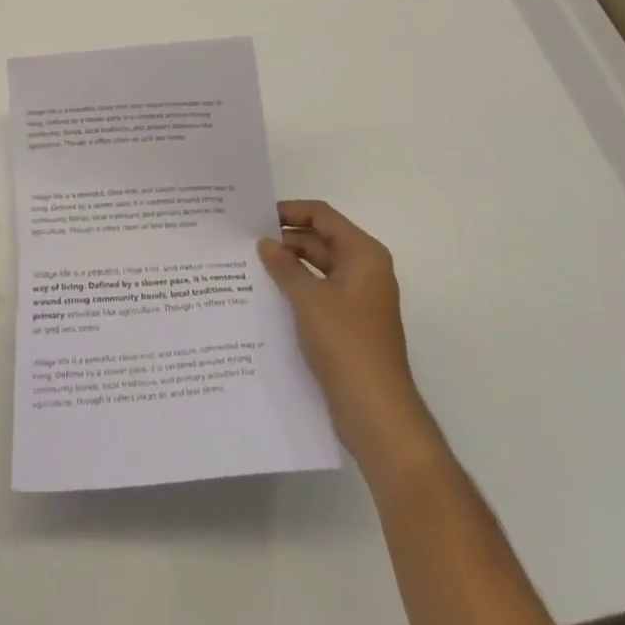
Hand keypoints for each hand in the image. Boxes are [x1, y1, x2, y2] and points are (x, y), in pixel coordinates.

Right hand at [258, 200, 435, 475]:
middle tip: (246, 241)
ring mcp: (359, 299)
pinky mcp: (350, 324)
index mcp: (363, 255)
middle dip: (286, 240)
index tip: (256, 216)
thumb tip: (265, 243)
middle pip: (321, 240)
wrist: (377, 413)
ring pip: (319, 268)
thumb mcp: (308, 299)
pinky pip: (320, 293)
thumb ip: (284, 266)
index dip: (290, 211)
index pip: (322, 216)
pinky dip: (297, 289)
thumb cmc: (346, 343)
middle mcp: (365, 271)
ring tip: (250, 265)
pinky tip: (268, 295)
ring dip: (289, 266)